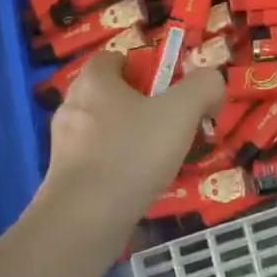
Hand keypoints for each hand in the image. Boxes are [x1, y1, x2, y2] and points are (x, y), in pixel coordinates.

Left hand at [45, 53, 224, 221]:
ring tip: (161, 158)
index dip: (144, 66)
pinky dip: (120, 166)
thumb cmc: (132, 154)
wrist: (85, 219)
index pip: (114, 57)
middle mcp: (72, 107)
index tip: (170, 88)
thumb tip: (212, 82)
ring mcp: (64, 144)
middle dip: (142, 106)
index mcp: (94, 82)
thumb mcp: (181, 112)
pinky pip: (98, 161)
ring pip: (105, 130)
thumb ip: (203, 87)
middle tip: (173, 124)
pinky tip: (141, 183)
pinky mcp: (64, 178)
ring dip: (132, 138)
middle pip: (111, 94)